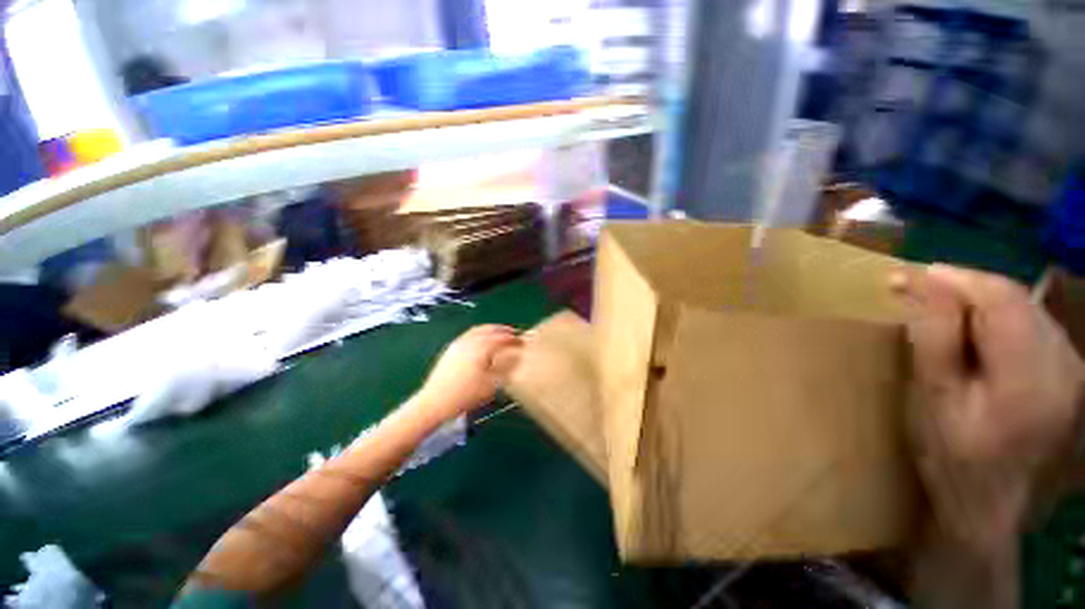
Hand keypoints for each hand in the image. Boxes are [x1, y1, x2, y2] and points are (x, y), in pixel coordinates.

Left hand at [412, 325, 522, 421]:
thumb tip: (517, 358)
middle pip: (490, 330)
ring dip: (491, 330)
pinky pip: (468, 334)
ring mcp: (458, 343)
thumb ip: (506, 369)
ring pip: (478, 330)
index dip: (514, 339)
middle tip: (513, 334)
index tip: (523, 342)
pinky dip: (479, 333)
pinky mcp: (451, 348)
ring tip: (499, 334)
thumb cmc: (466, 395)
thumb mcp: (492, 385)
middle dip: (503, 330)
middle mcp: (470, 341)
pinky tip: (481, 341)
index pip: (502, 338)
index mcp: (481, 348)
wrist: (435, 402)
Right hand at [894, 264, 1083, 550]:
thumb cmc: (956, 461)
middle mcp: (1066, 367)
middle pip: (1019, 300)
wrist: (997, 510)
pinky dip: (1004, 320)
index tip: (910, 276)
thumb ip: (934, 340)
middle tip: (920, 295)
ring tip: (945, 313)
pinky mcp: (1074, 376)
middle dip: (968, 289)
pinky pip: (1038, 327)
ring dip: (985, 304)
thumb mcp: (934, 402)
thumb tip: (921, 286)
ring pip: (1030, 310)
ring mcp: (1076, 371)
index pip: (1002, 299)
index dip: (957, 279)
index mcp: (1030, 380)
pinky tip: (980, 336)